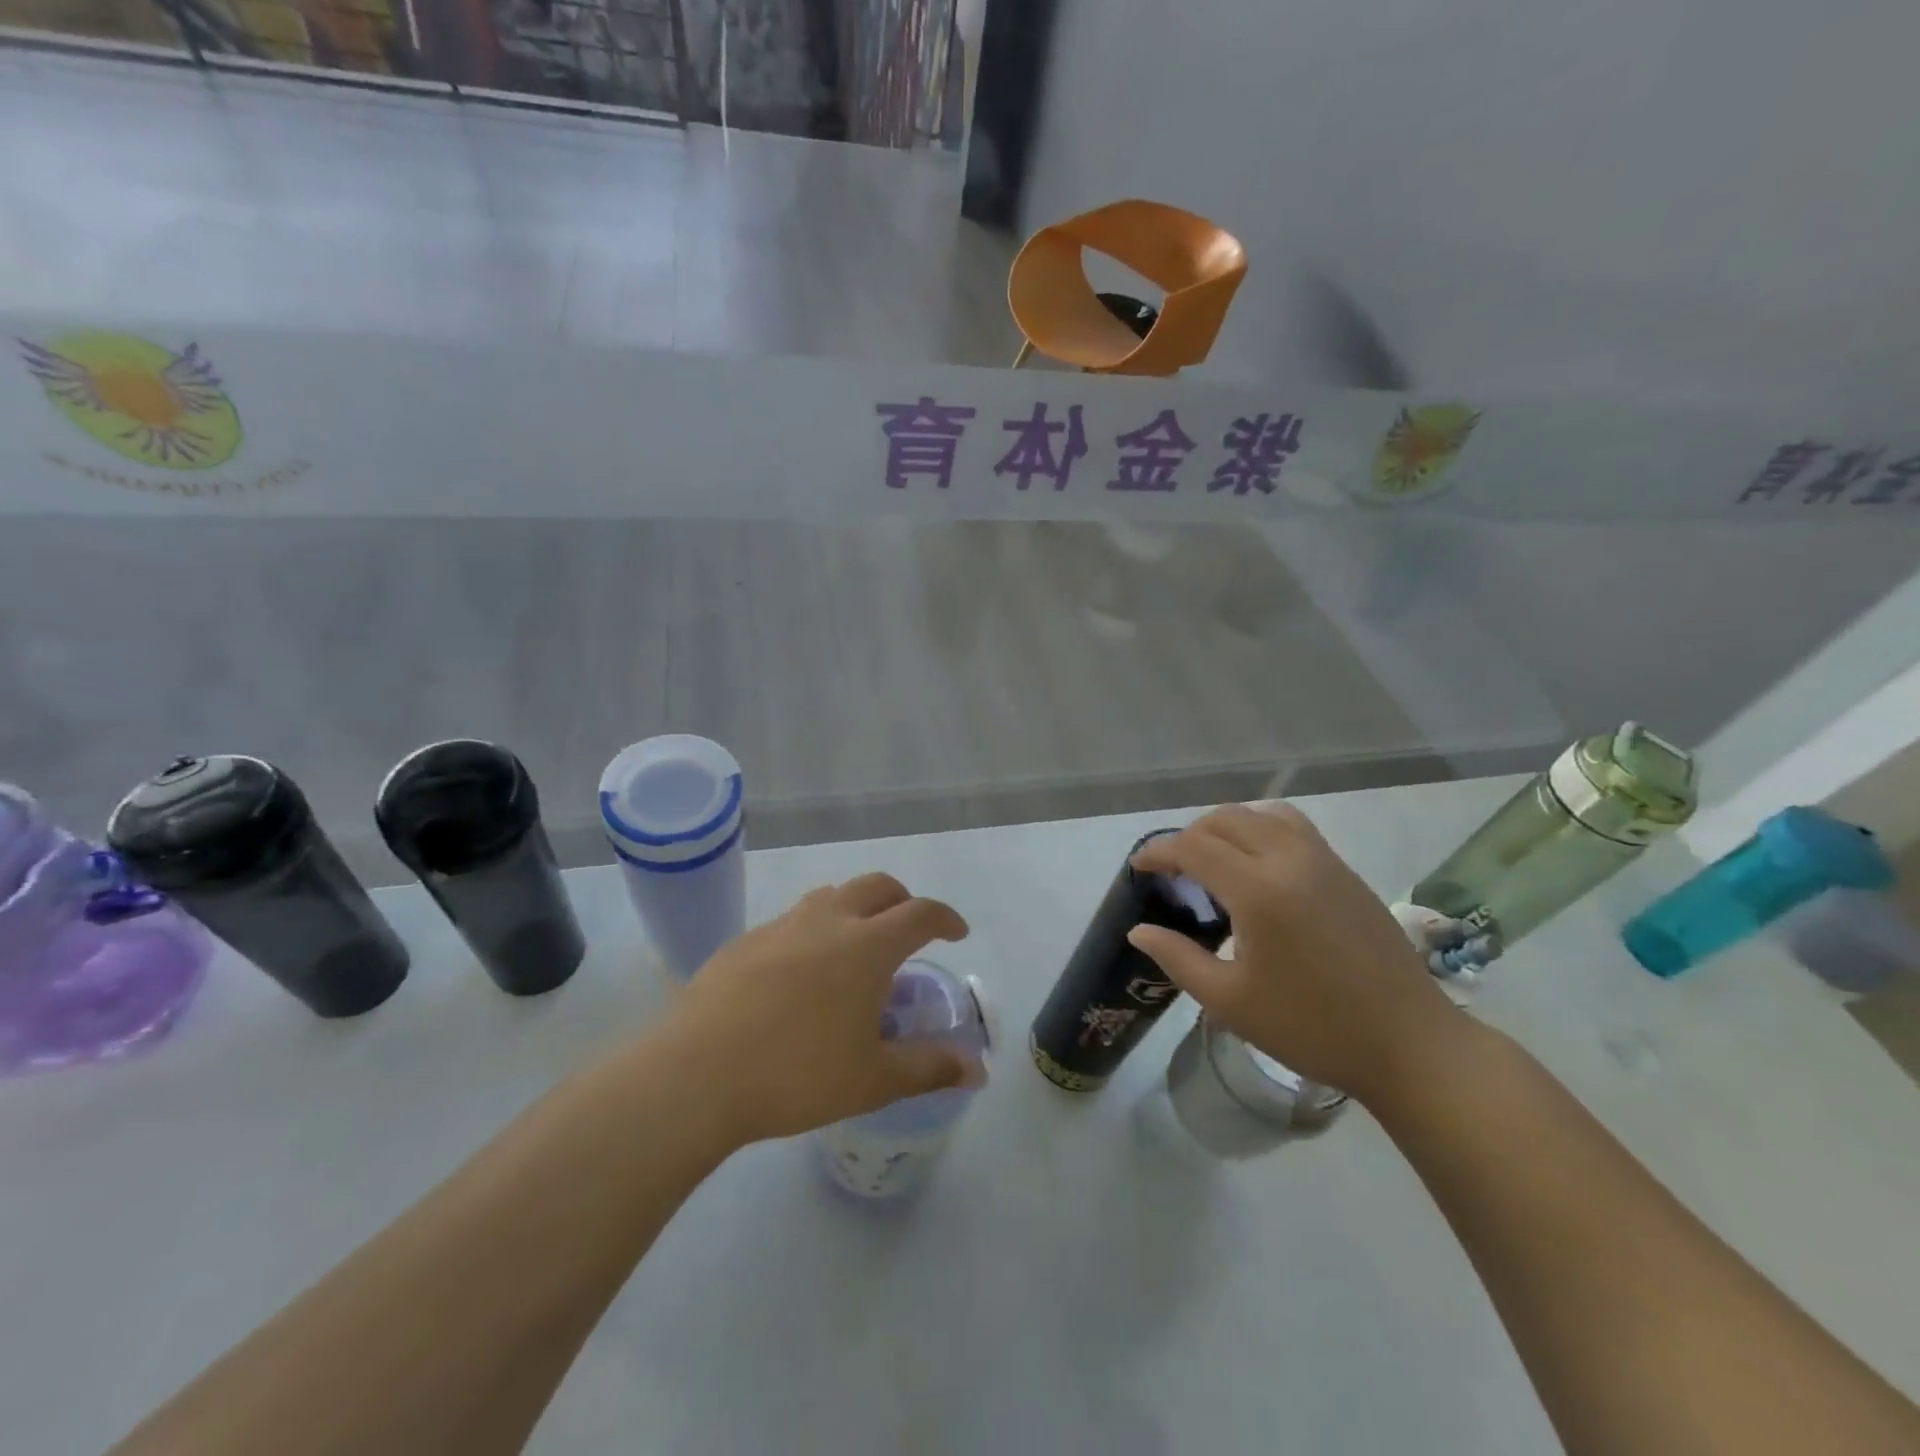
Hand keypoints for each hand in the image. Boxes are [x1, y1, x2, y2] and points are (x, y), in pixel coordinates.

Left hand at [663, 873, 975, 1144]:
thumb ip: (929, 1069)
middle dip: (902, 900)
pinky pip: (791, 921)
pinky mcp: (744, 940)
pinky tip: (799, 974)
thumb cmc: (796, 1075)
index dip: (945, 918)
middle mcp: (828, 921)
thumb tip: (977, 1069)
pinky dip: (812, 931)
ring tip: (854, 946)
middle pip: (877, 886)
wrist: (696, 1075)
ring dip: (855, 908)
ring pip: (830, 896)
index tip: (956, 933)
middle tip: (908, 931)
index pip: (920, 913)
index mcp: (867, 946)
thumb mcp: (872, 1080)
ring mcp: (781, 925)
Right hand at [1129, 804, 1464, 1104]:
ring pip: (1263, 815)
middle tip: (1174, 870)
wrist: (1409, 1044)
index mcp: (1257, 890)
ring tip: (1215, 859)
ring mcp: (1324, 861)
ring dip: (1228, 827)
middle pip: (1226, 820)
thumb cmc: (1311, 1027)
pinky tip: (1260, 868)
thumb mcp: (1229, 1001)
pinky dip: (1263, 830)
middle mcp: (1289, 860)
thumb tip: (1139, 930)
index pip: (1193, 847)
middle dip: (1189, 835)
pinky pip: (1294, 828)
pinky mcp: (1346, 871)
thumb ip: (1177, 958)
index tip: (1139, 867)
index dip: (1158, 851)